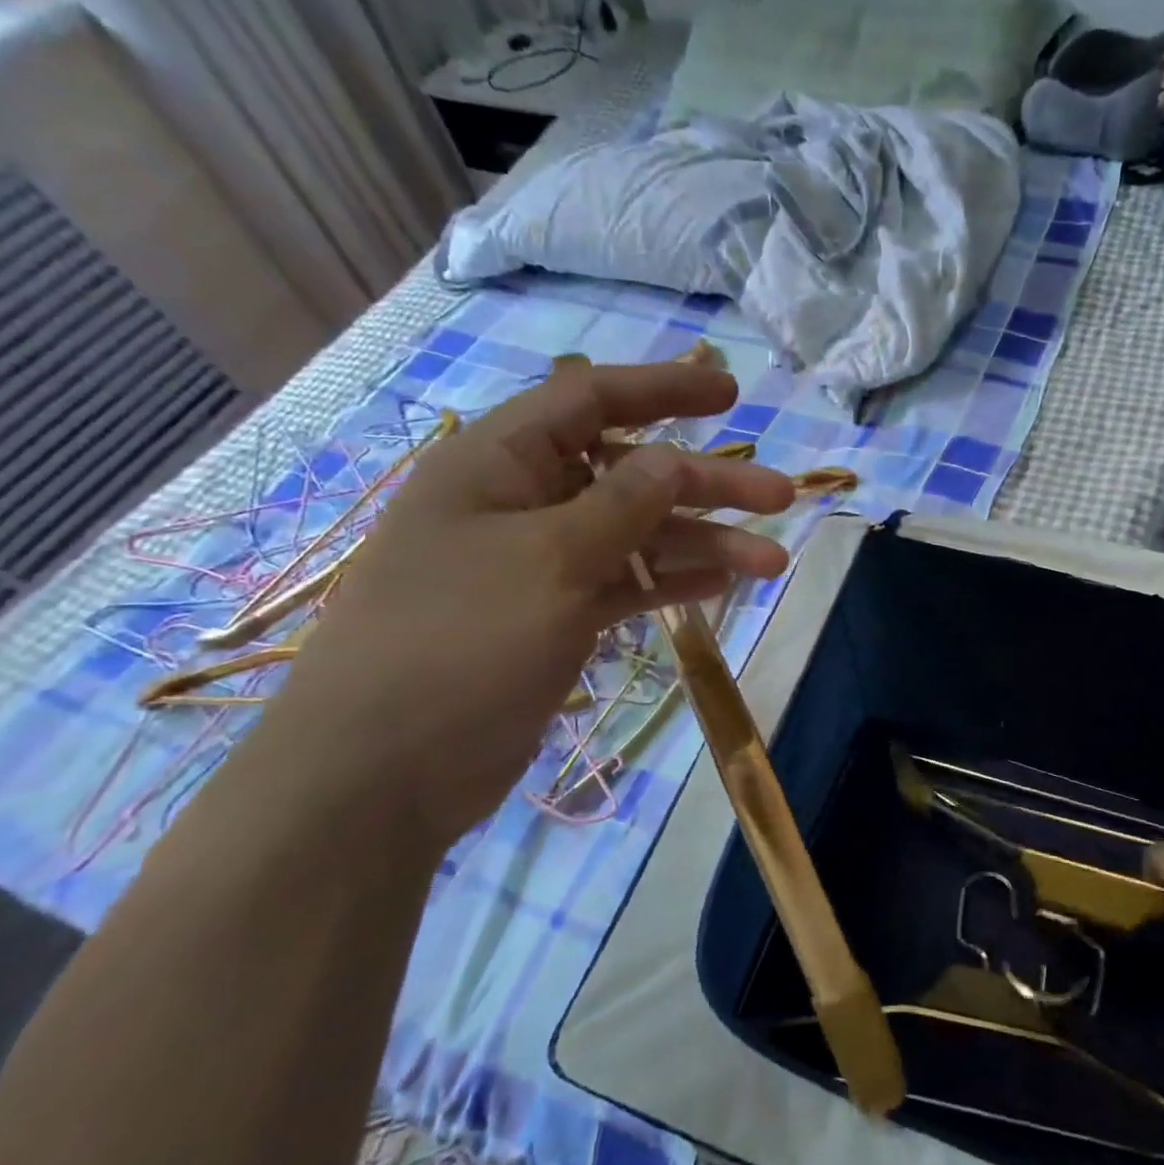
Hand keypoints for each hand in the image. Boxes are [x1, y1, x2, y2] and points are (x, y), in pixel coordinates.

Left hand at [258, 359, 796, 851]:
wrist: (382, 773)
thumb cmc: (458, 643)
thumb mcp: (549, 560)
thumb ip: (621, 505)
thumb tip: (674, 459)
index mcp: (498, 463)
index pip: (590, 401)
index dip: (663, 390)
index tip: (730, 395)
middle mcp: (521, 503)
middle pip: (630, 474)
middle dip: (706, 484)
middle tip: (780, 498)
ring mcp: (539, 565)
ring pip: (636, 536)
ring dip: (703, 544)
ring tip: (772, 562)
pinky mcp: (553, 618)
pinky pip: (624, 585)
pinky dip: (669, 583)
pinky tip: (721, 586)